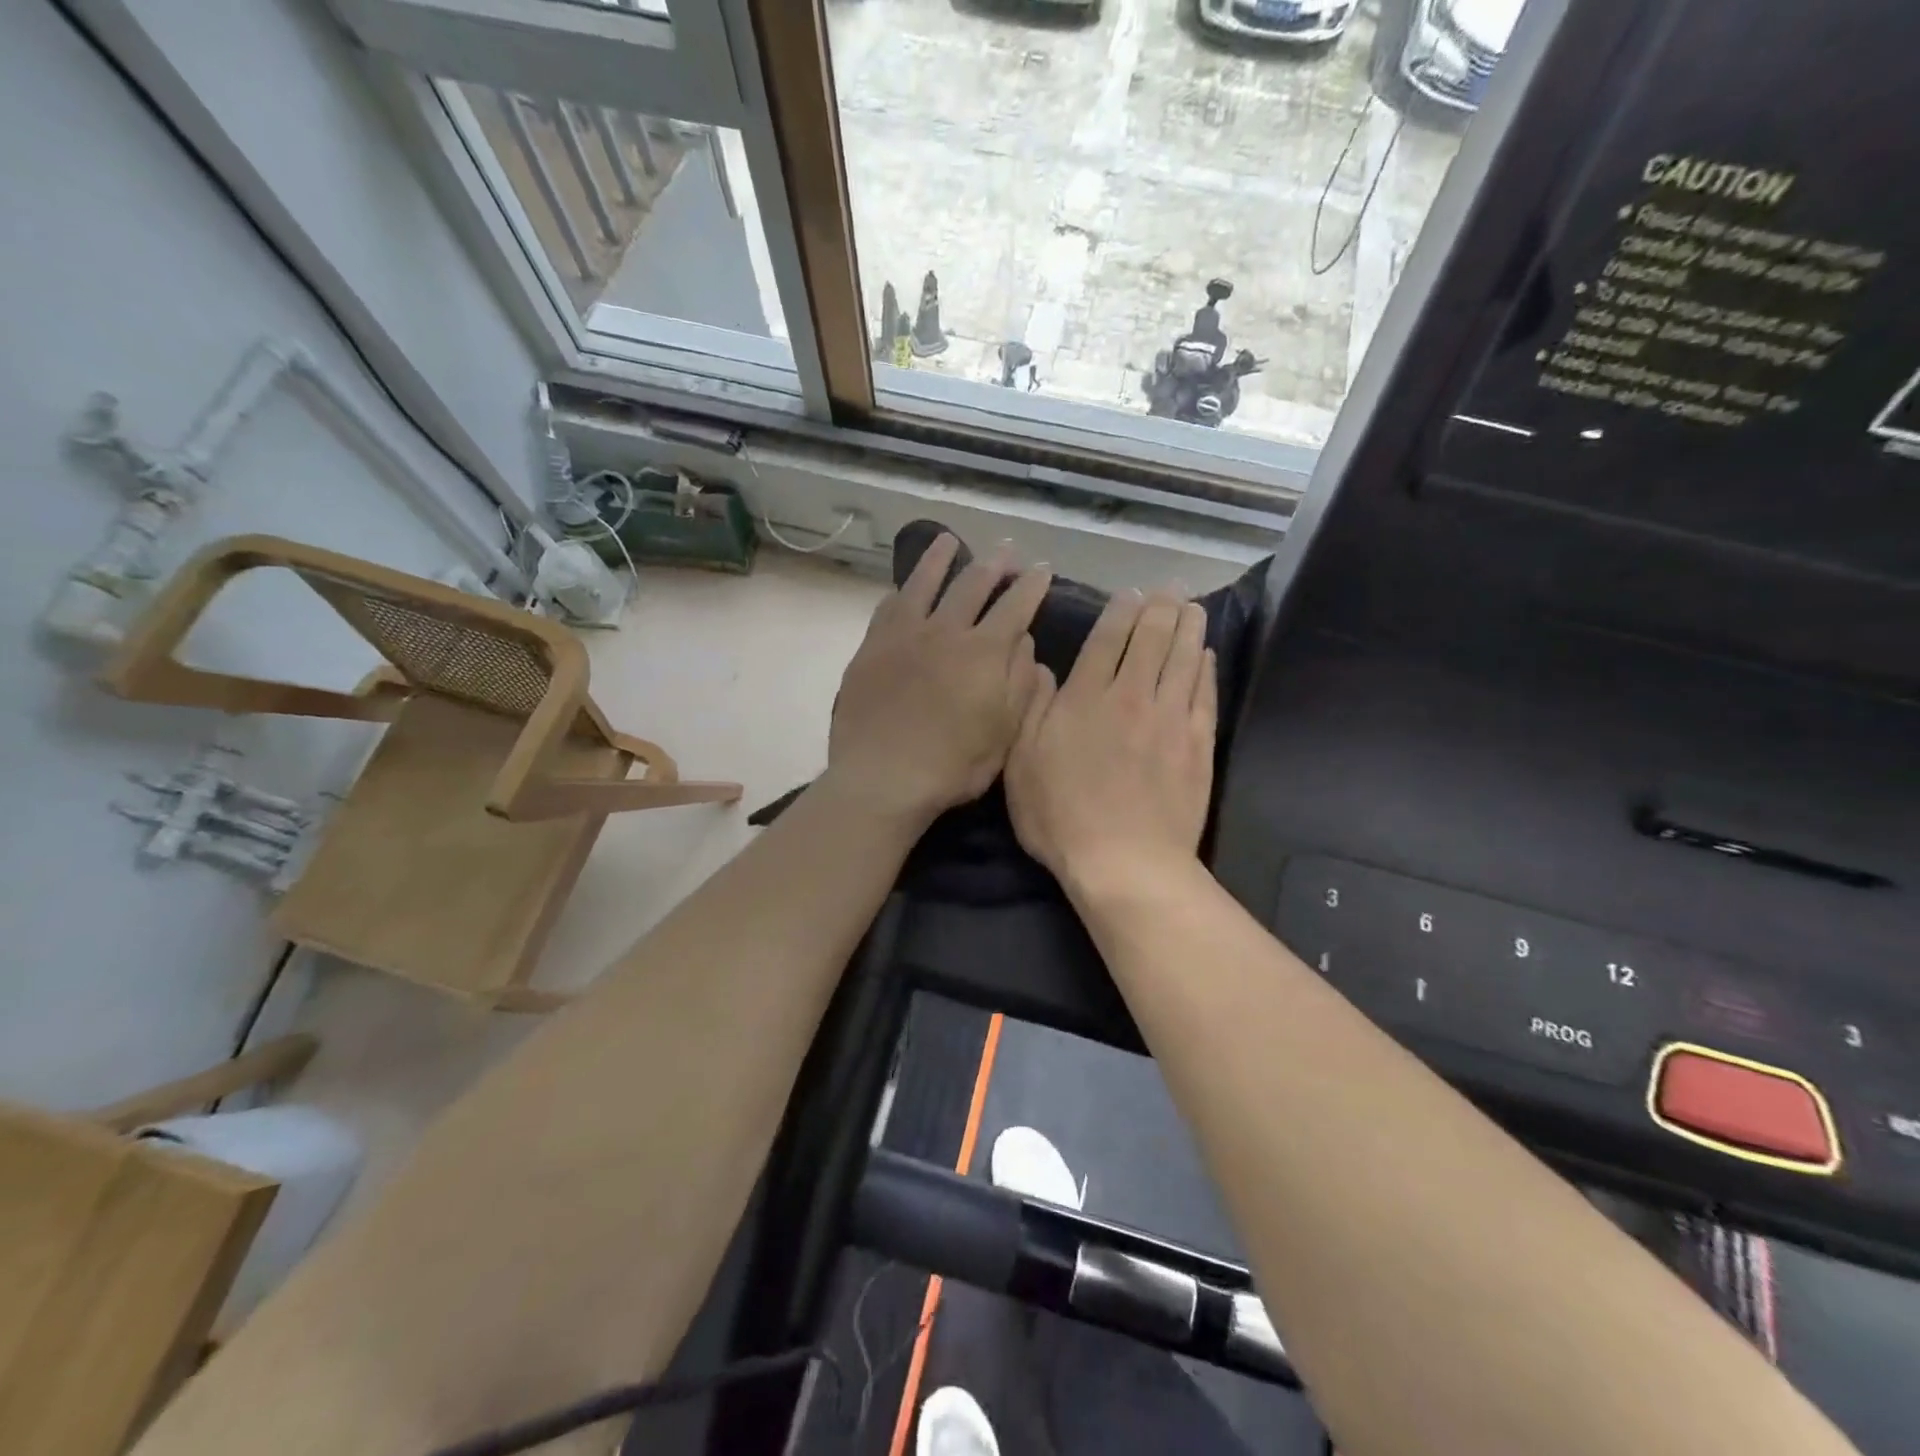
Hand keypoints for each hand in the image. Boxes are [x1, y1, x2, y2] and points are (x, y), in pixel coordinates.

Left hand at [826, 533, 1051, 825]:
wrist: (882, 778)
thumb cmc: (952, 766)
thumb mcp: (1005, 734)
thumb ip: (1020, 683)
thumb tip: (1025, 642)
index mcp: (984, 652)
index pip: (1016, 606)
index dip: (1032, 585)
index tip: (1043, 569)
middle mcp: (945, 631)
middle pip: (973, 584)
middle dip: (994, 564)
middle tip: (1006, 551)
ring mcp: (904, 635)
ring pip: (924, 583)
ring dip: (939, 558)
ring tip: (948, 541)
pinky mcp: (871, 647)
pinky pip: (888, 607)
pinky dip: (901, 592)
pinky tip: (904, 588)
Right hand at [1006, 589, 1216, 898]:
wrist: (1125, 861)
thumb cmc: (1060, 817)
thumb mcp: (1021, 764)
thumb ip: (1030, 709)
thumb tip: (1041, 667)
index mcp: (1085, 699)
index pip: (1107, 639)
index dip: (1120, 611)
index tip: (1129, 594)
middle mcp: (1130, 696)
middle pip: (1151, 639)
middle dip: (1160, 609)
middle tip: (1168, 590)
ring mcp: (1169, 718)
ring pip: (1183, 659)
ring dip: (1189, 628)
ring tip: (1193, 607)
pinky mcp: (1197, 744)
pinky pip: (1203, 694)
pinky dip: (1205, 670)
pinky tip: (1206, 656)